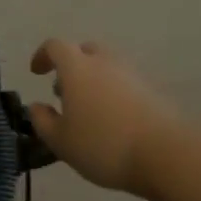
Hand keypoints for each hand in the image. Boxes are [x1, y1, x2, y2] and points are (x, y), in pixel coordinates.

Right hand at [27, 39, 181, 196]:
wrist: (164, 154)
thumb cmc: (102, 145)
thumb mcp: (60, 141)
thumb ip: (42, 121)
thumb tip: (36, 106)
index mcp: (77, 68)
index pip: (55, 46)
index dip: (43, 55)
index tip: (36, 73)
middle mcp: (105, 62)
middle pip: (84, 51)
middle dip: (70, 66)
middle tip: (63, 91)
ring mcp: (132, 75)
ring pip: (106, 66)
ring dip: (92, 80)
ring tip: (87, 110)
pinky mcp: (152, 91)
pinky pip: (124, 83)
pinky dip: (112, 93)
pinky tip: (111, 120)